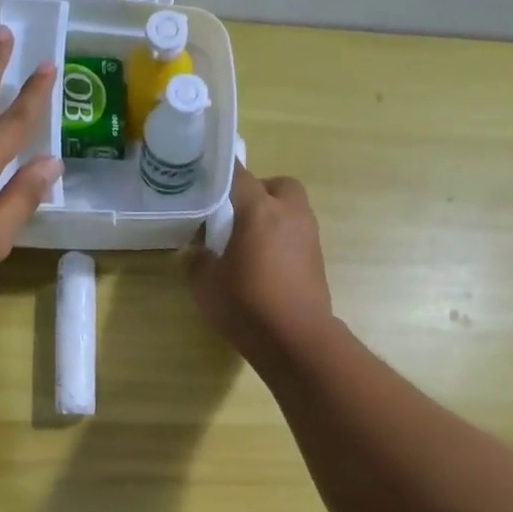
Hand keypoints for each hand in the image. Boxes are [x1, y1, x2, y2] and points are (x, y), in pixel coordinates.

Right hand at [186, 162, 332, 371]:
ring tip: (249, 241)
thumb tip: (195, 250)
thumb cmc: (247, 304)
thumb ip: (197, 260)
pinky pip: (298, 234)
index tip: (207, 175)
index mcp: (260, 210)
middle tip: (236, 214)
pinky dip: (283, 238)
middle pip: (278, 185)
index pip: (240, 175)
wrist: (296, 339)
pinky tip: (266, 263)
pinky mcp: (318, 259)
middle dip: (259, 191)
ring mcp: (309, 236)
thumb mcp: (206, 284)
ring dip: (273, 216)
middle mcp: (290, 214)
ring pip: (292, 209)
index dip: (222, 172)